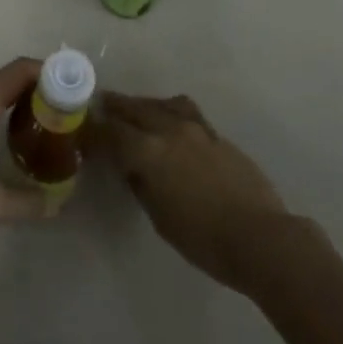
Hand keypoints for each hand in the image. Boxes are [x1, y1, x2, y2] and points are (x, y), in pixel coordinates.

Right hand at [95, 92, 294, 293]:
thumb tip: (132, 168)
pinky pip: (186, 112)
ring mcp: (196, 129)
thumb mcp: (160, 218)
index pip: (112, 133)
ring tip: (135, 108)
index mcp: (149, 152)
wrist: (261, 237)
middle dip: (115, 106)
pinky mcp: (217, 135)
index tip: (81, 128)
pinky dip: (170, 112)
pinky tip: (170, 124)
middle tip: (102, 104)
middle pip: (135, 109)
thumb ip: (142, 184)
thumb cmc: (204, 239)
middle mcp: (169, 130)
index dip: (94, 130)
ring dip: (144, 104)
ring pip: (162, 104)